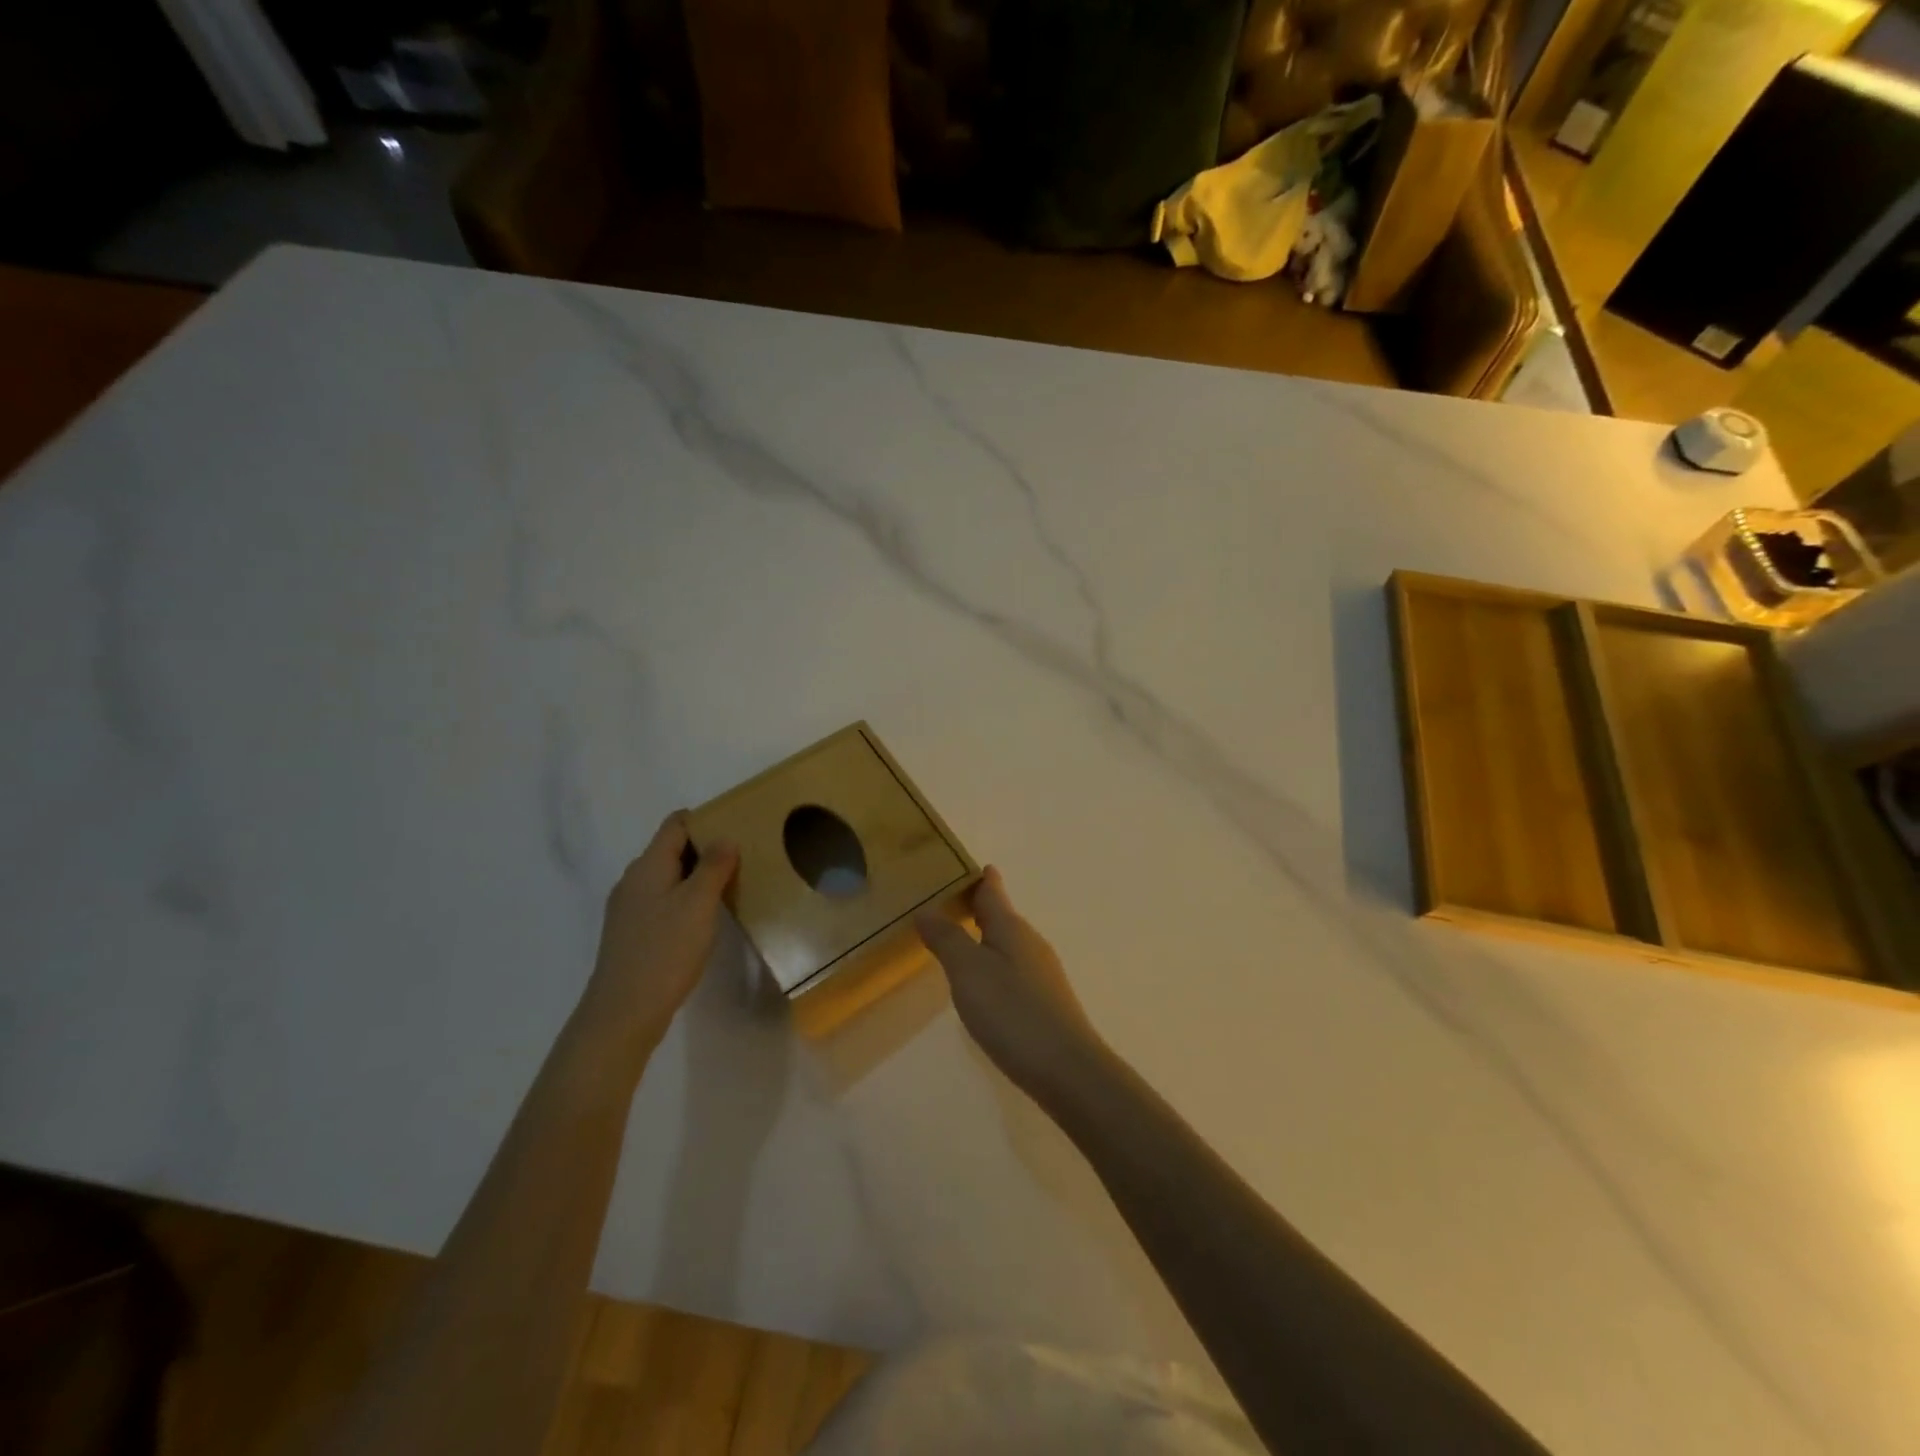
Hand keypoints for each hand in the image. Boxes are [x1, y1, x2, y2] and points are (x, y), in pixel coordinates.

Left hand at [575, 812, 738, 1070]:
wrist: (623, 1013)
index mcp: (648, 866)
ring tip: (730, 887)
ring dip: (696, 877)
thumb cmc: (665, 951)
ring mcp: (629, 908)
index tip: (737, 826)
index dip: (705, 819)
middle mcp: (634, 880)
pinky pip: (663, 902)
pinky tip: (704, 919)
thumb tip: (725, 837)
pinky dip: (685, 900)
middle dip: (705, 849)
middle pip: (671, 849)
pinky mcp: (632, 933)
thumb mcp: (698, 904)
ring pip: (668, 878)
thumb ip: (713, 867)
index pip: (675, 824)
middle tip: (742, 858)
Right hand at [916, 866, 1104, 1103]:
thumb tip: (926, 909)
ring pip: (1009, 943)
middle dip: (980, 907)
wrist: (1068, 1070)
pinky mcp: (1046, 1002)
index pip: (993, 892)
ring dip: (987, 936)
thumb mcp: (969, 972)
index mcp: (1011, 928)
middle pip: (1002, 916)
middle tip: (950, 902)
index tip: (971, 865)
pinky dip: (995, 964)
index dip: (981, 878)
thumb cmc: (1012, 1013)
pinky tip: (985, 984)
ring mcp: (1042, 974)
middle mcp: (1030, 943)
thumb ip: (947, 939)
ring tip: (961, 938)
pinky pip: (1014, 968)